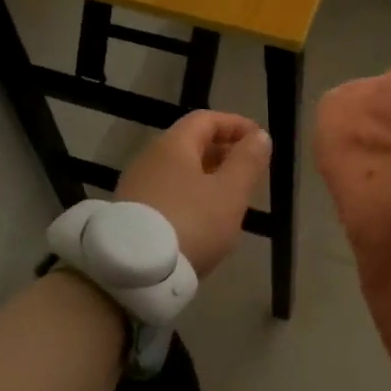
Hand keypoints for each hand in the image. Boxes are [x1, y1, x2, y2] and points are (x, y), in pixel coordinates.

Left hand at [117, 110, 270, 277]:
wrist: (135, 271)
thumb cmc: (191, 223)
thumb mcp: (230, 193)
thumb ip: (247, 162)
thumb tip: (259, 135)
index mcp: (174, 145)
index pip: (206, 120)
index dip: (236, 125)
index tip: (259, 139)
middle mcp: (150, 158)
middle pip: (190, 144)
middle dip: (223, 152)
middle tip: (249, 171)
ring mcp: (136, 186)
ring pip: (179, 171)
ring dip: (207, 177)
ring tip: (231, 198)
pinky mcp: (130, 213)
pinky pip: (168, 193)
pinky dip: (191, 196)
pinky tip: (203, 220)